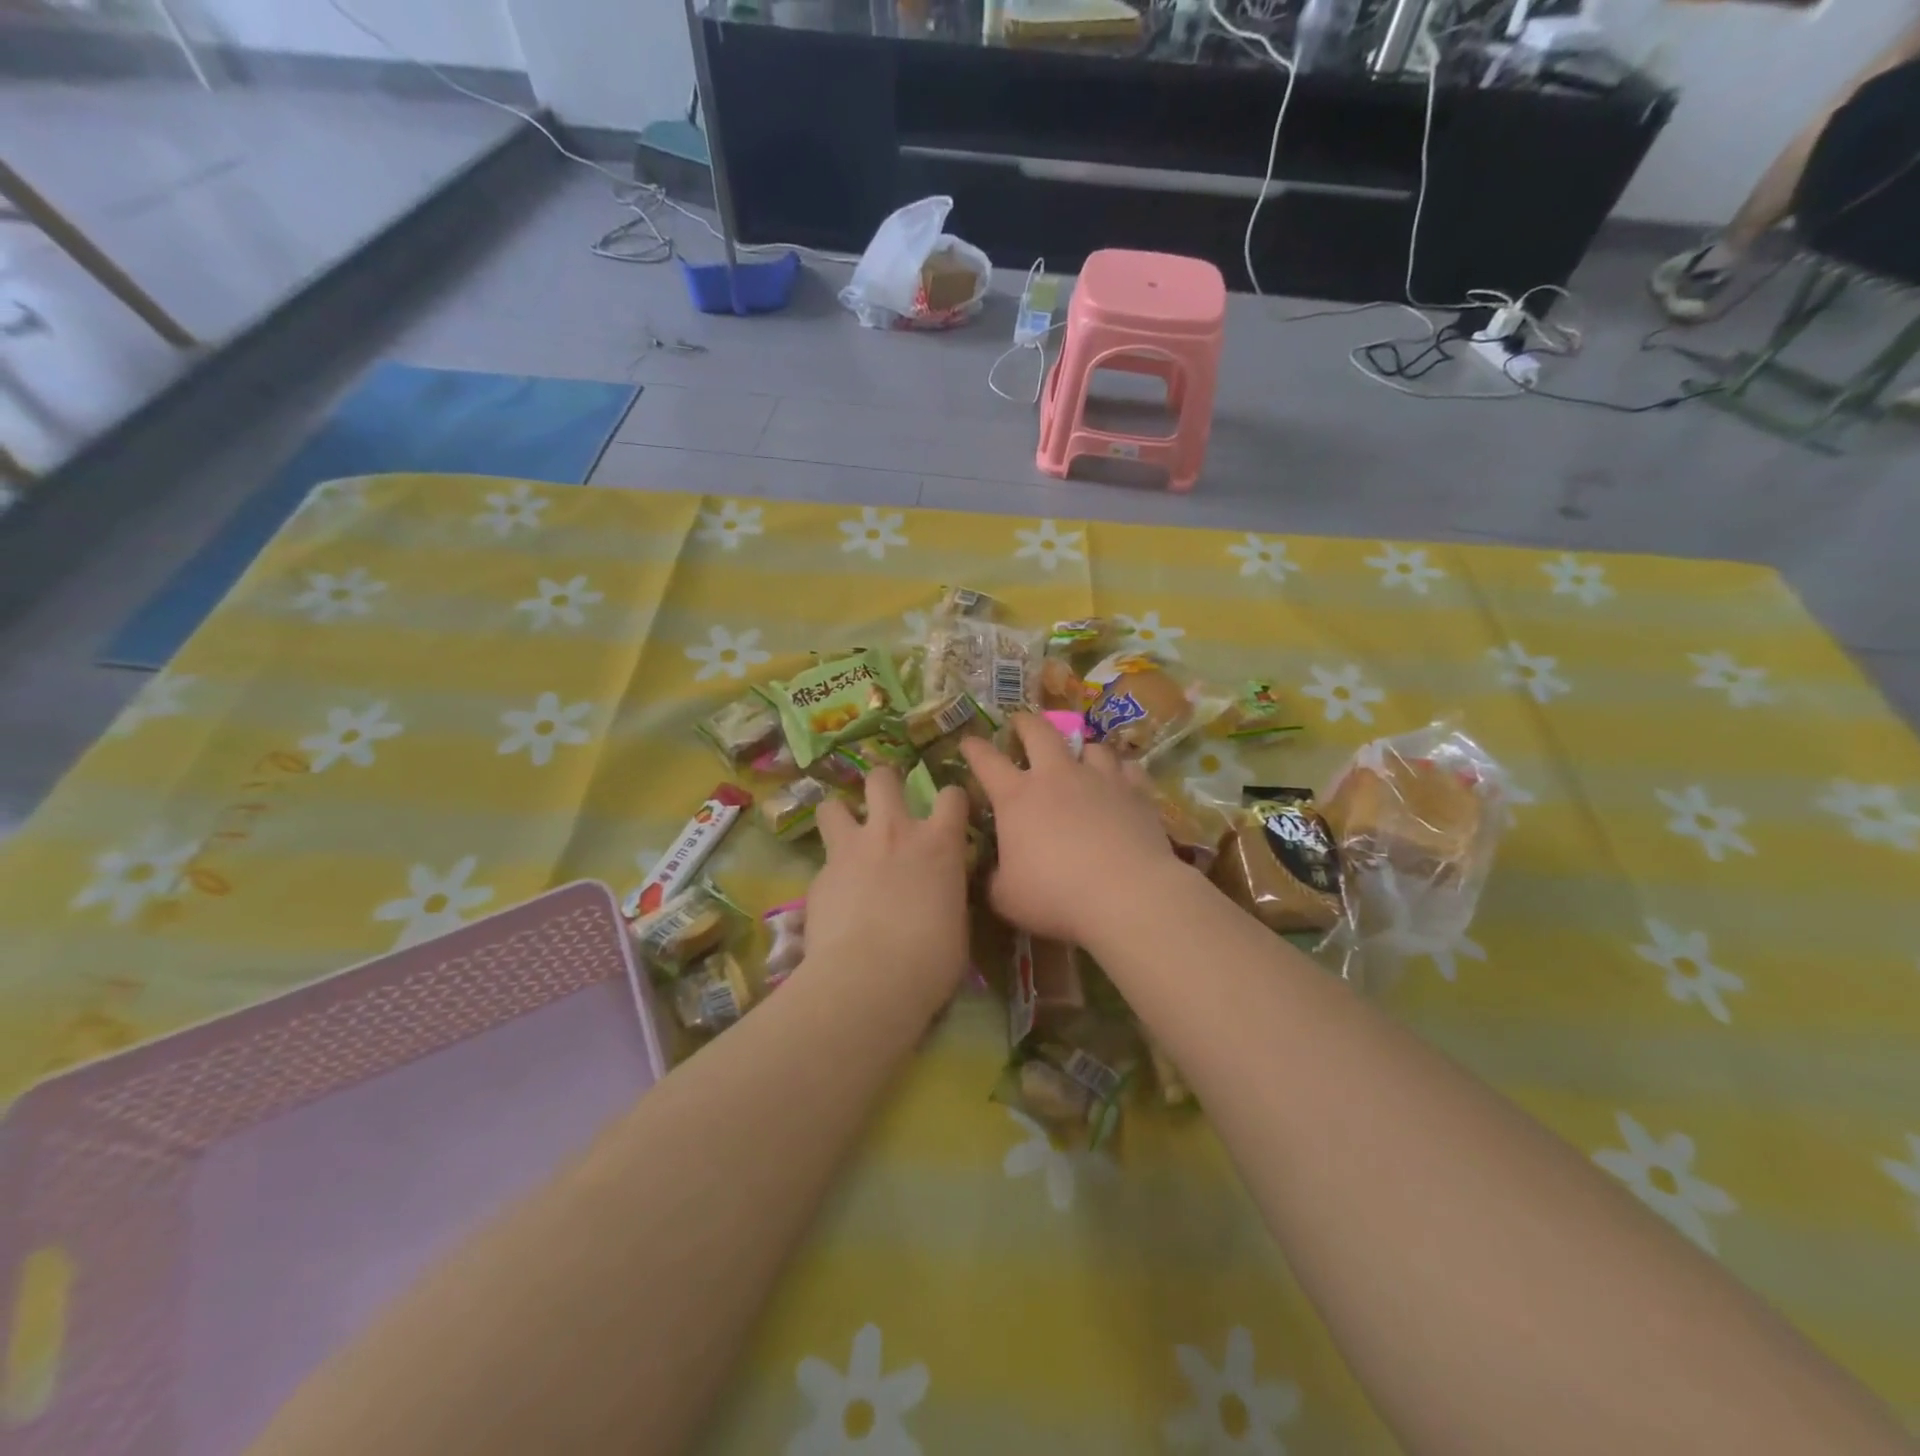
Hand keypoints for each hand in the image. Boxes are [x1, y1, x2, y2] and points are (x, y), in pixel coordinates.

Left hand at [804, 767, 972, 1004]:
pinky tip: (833, 898)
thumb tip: (941, 891)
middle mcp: (894, 832)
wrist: (869, 979)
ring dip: (840, 815)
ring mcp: (851, 850)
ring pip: (833, 805)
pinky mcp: (819, 875)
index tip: (948, 813)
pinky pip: (823, 860)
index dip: (951, 801)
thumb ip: (947, 892)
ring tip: (844, 834)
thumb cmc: (931, 959)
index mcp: (938, 844)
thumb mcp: (957, 922)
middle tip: (884, 803)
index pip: (952, 796)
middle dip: (883, 783)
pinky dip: (829, 872)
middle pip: (882, 779)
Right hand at [960, 714, 1184, 946]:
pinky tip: (1121, 780)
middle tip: (1020, 722)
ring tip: (1080, 755)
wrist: (1127, 894)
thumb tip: (991, 873)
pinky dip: (1120, 771)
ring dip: (1080, 748)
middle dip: (1025, 723)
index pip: (986, 762)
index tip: (968, 741)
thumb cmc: (1056, 896)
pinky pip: (1127, 768)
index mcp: (1017, 798)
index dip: (974, 748)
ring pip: (1089, 745)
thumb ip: (994, 879)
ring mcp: (1100, 779)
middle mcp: (1057, 777)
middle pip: (1039, 732)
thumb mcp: (1007, 898)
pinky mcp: (1136, 791)